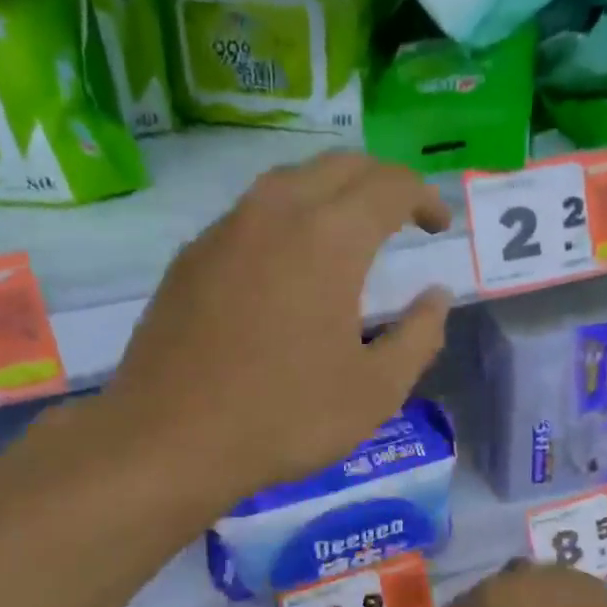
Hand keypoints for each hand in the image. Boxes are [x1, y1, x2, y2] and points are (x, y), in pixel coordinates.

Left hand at [106, 152, 452, 505]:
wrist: (168, 441)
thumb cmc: (285, 417)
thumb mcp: (377, 390)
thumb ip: (419, 336)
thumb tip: (435, 297)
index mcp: (329, 237)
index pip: (389, 186)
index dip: (423, 198)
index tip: (438, 227)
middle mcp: (275, 213)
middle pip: (339, 165)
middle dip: (380, 182)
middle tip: (402, 218)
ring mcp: (225, 230)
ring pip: (289, 181)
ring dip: (330, 193)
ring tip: (349, 234)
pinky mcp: (190, 257)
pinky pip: (251, 214)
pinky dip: (286, 219)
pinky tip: (288, 265)